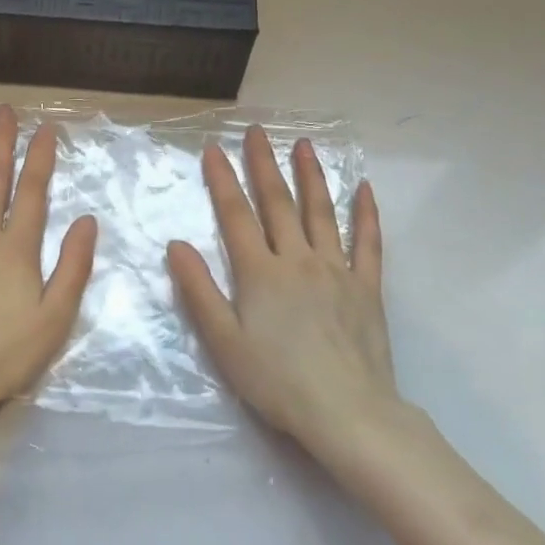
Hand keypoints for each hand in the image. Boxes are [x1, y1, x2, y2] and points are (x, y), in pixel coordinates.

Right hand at [168, 127, 397, 460]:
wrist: (348, 413)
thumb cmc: (278, 381)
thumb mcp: (224, 342)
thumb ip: (199, 291)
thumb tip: (177, 245)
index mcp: (261, 272)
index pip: (236, 215)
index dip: (223, 180)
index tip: (214, 148)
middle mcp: (298, 259)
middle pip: (278, 203)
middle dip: (264, 164)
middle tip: (257, 131)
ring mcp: (336, 270)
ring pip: (321, 212)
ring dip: (311, 175)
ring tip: (304, 144)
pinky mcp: (367, 287)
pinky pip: (368, 243)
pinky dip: (366, 214)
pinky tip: (365, 189)